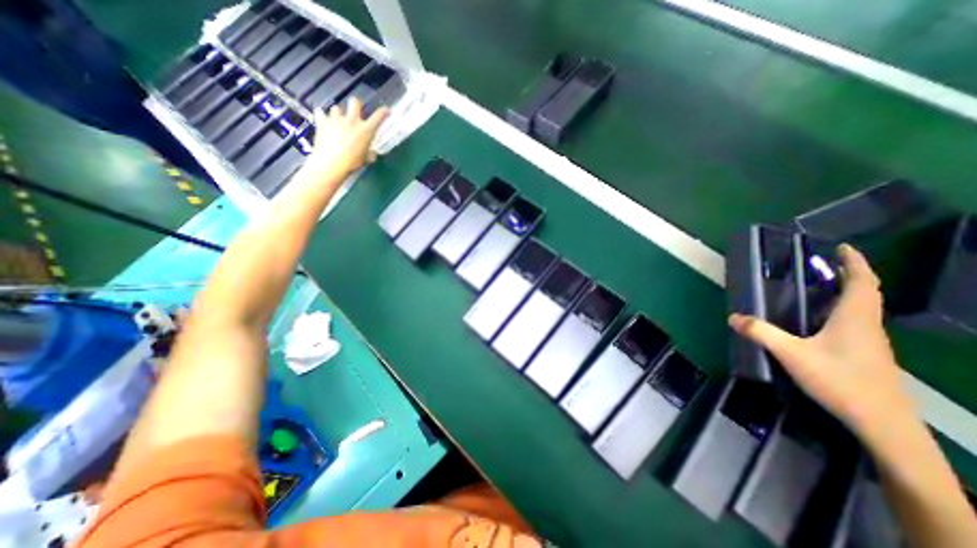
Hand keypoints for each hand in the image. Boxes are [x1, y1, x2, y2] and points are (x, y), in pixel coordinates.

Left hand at [304, 97, 386, 177]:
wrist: (331, 163)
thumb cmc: (352, 163)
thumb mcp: (366, 159)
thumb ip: (370, 153)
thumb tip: (371, 152)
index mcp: (366, 130)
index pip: (378, 117)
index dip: (383, 112)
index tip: (386, 110)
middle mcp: (352, 120)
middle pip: (355, 102)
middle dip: (356, 105)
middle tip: (355, 111)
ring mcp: (336, 119)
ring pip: (337, 108)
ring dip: (338, 114)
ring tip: (337, 121)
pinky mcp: (322, 122)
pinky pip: (320, 113)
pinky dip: (322, 116)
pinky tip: (323, 121)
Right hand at [729, 244, 912, 435]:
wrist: (882, 423)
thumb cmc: (840, 381)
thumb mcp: (792, 355)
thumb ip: (762, 333)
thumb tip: (733, 316)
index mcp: (854, 319)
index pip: (862, 283)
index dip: (855, 263)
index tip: (843, 247)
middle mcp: (867, 325)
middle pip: (865, 293)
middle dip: (850, 275)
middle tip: (826, 264)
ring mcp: (870, 342)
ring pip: (863, 309)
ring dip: (848, 292)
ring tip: (822, 287)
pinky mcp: (867, 354)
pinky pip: (856, 322)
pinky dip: (843, 310)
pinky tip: (822, 320)